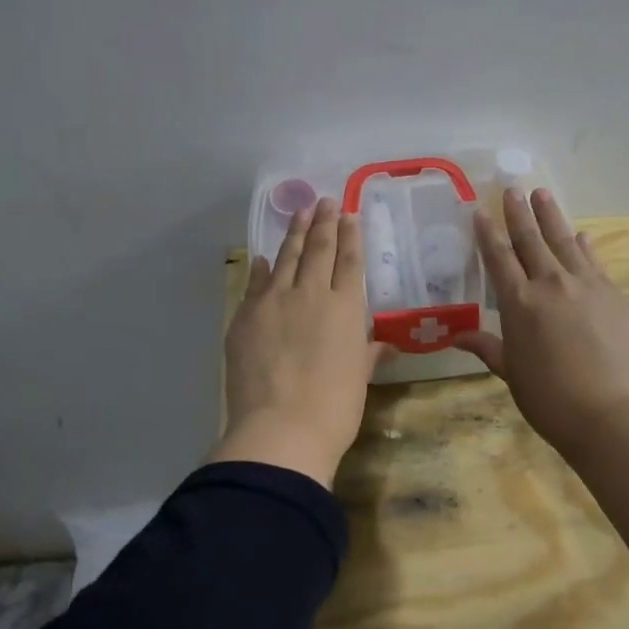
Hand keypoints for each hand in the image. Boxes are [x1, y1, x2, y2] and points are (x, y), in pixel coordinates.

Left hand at [215, 198, 387, 488]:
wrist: (281, 427)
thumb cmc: (334, 408)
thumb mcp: (359, 379)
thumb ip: (368, 353)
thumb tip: (383, 344)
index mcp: (346, 308)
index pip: (349, 261)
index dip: (350, 235)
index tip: (349, 214)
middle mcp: (311, 294)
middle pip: (318, 249)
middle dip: (323, 222)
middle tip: (324, 201)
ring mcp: (274, 301)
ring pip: (286, 258)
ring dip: (294, 233)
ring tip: (300, 213)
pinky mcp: (245, 316)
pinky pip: (255, 283)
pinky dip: (260, 268)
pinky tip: (261, 257)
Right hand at [454, 187, 628, 459]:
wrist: (612, 414)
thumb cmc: (550, 398)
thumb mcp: (511, 373)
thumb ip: (487, 347)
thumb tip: (457, 336)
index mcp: (518, 302)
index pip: (498, 257)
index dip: (488, 233)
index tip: (480, 211)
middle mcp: (550, 284)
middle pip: (531, 240)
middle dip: (519, 213)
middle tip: (513, 188)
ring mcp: (587, 286)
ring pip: (565, 241)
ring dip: (552, 216)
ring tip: (543, 194)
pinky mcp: (615, 295)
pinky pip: (595, 262)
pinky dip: (586, 246)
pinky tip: (583, 235)